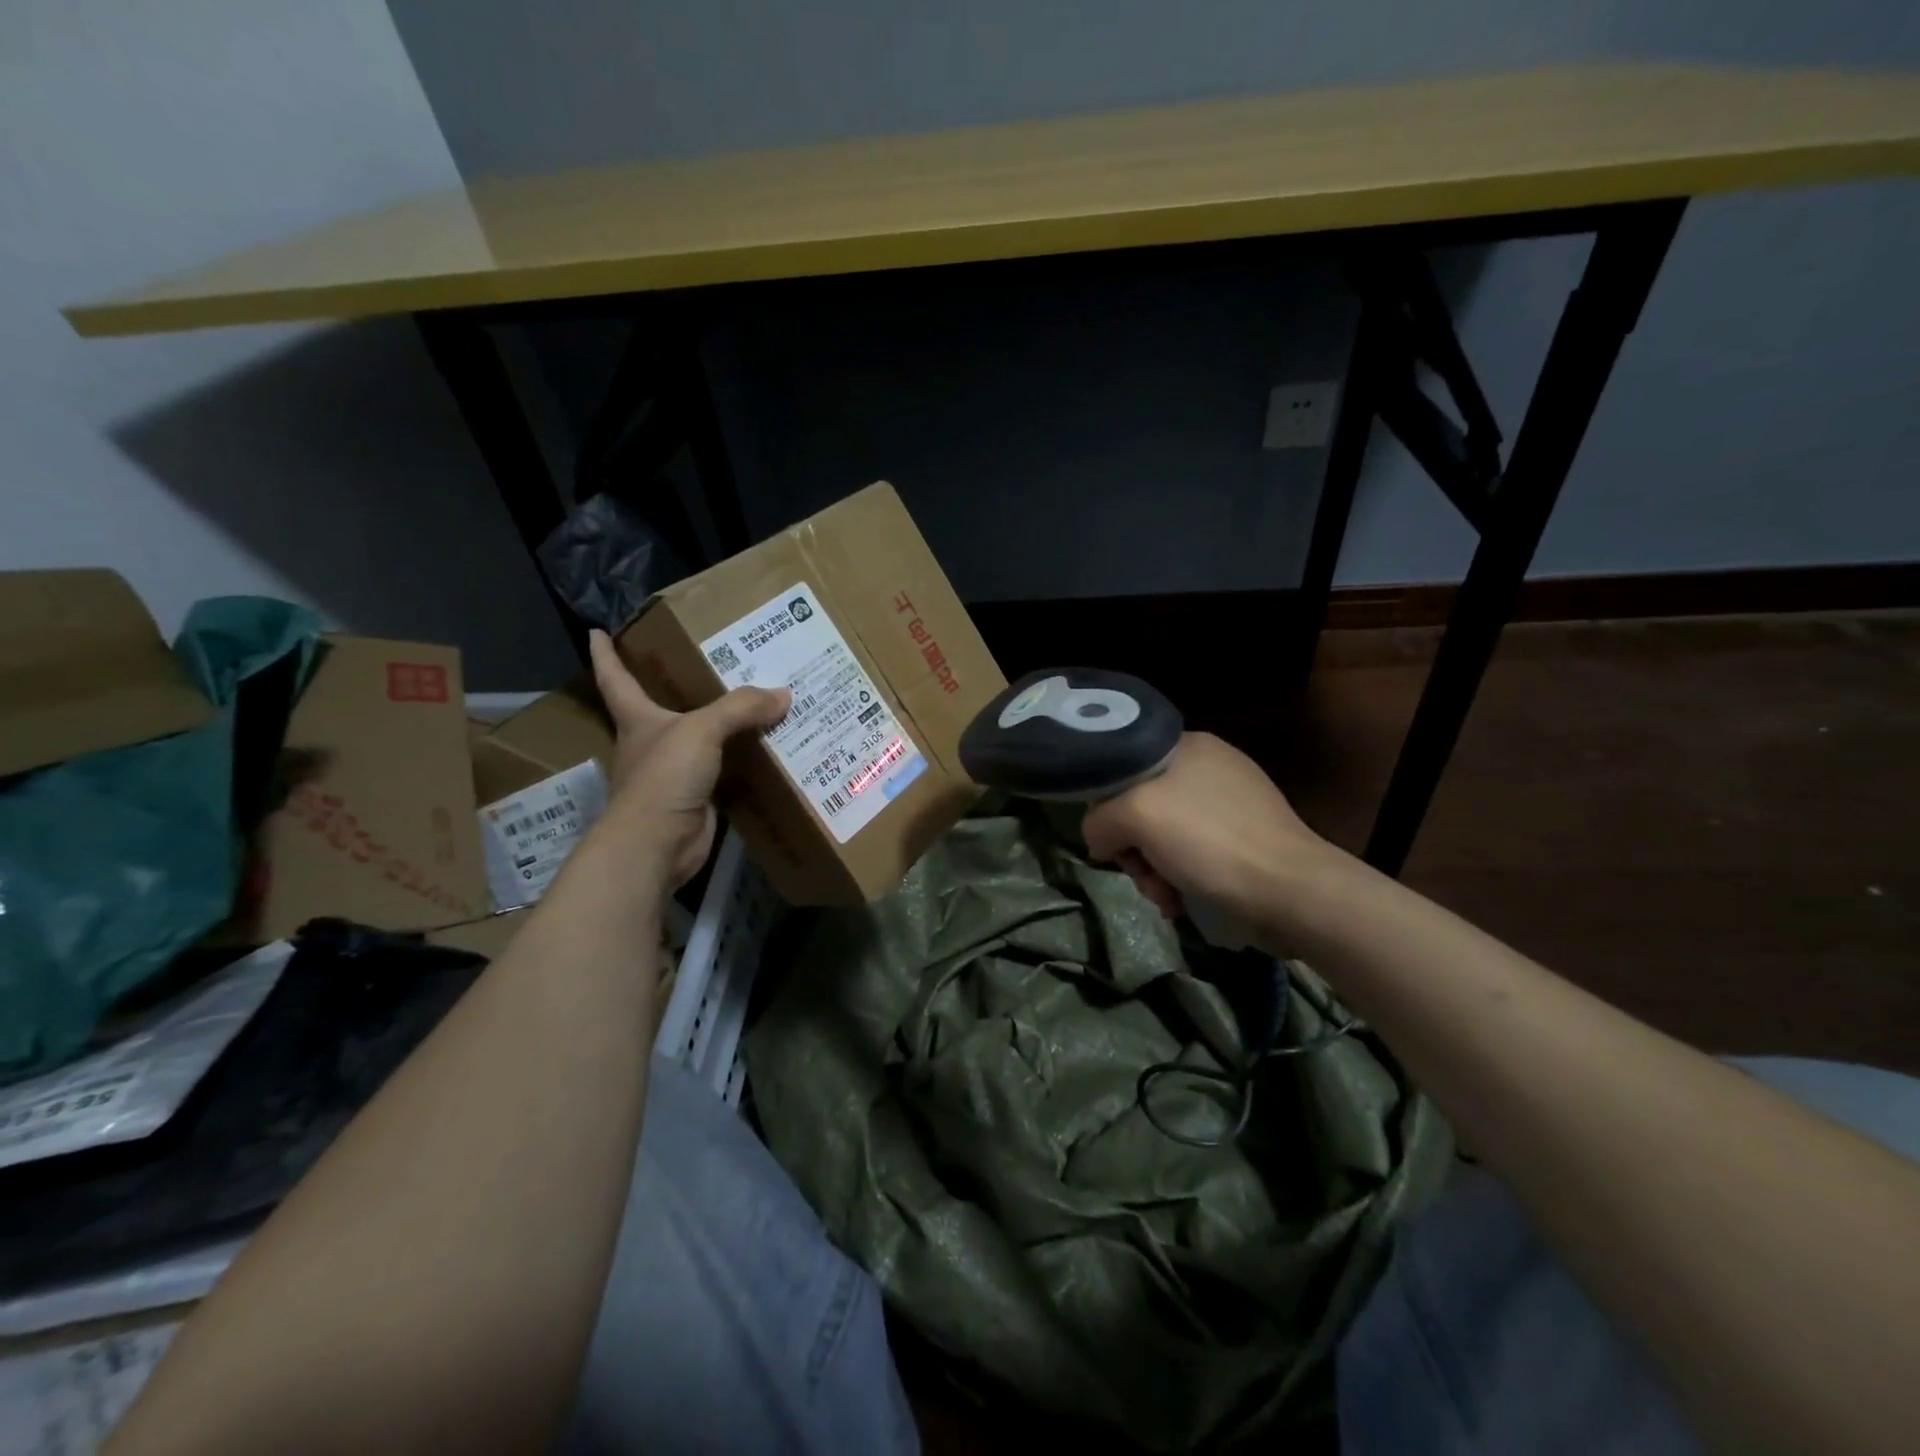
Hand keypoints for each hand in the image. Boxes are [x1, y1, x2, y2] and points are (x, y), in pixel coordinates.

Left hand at [588, 629, 789, 886]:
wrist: (657, 844)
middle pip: (663, 708)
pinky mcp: (698, 799)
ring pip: (702, 741)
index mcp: (639, 719)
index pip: (615, 679)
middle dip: (679, 687)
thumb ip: (740, 708)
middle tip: (712, 661)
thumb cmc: (664, 776)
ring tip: (759, 703)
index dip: (606, 655)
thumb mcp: (701, 730)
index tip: (596, 631)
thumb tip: (782, 694)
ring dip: (724, 726)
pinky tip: (770, 749)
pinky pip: (726, 771)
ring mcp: (675, 774)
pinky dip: (745, 761)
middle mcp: (653, 743)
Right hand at [1082, 733, 1347, 937]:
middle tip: (1142, 875)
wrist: (1290, 892)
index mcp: (1187, 745)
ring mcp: (1229, 804)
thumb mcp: (1136, 815)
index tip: (1111, 838)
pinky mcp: (1243, 839)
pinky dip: (1179, 878)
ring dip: (1153, 871)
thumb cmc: (1210, 842)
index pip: (1122, 766)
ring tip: (1166, 896)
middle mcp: (1207, 768)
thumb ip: (1099, 819)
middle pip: (1140, 805)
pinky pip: (1191, 854)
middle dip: (1133, 847)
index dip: (1106, 804)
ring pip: (1163, 835)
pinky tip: (1182, 900)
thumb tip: (1101, 841)